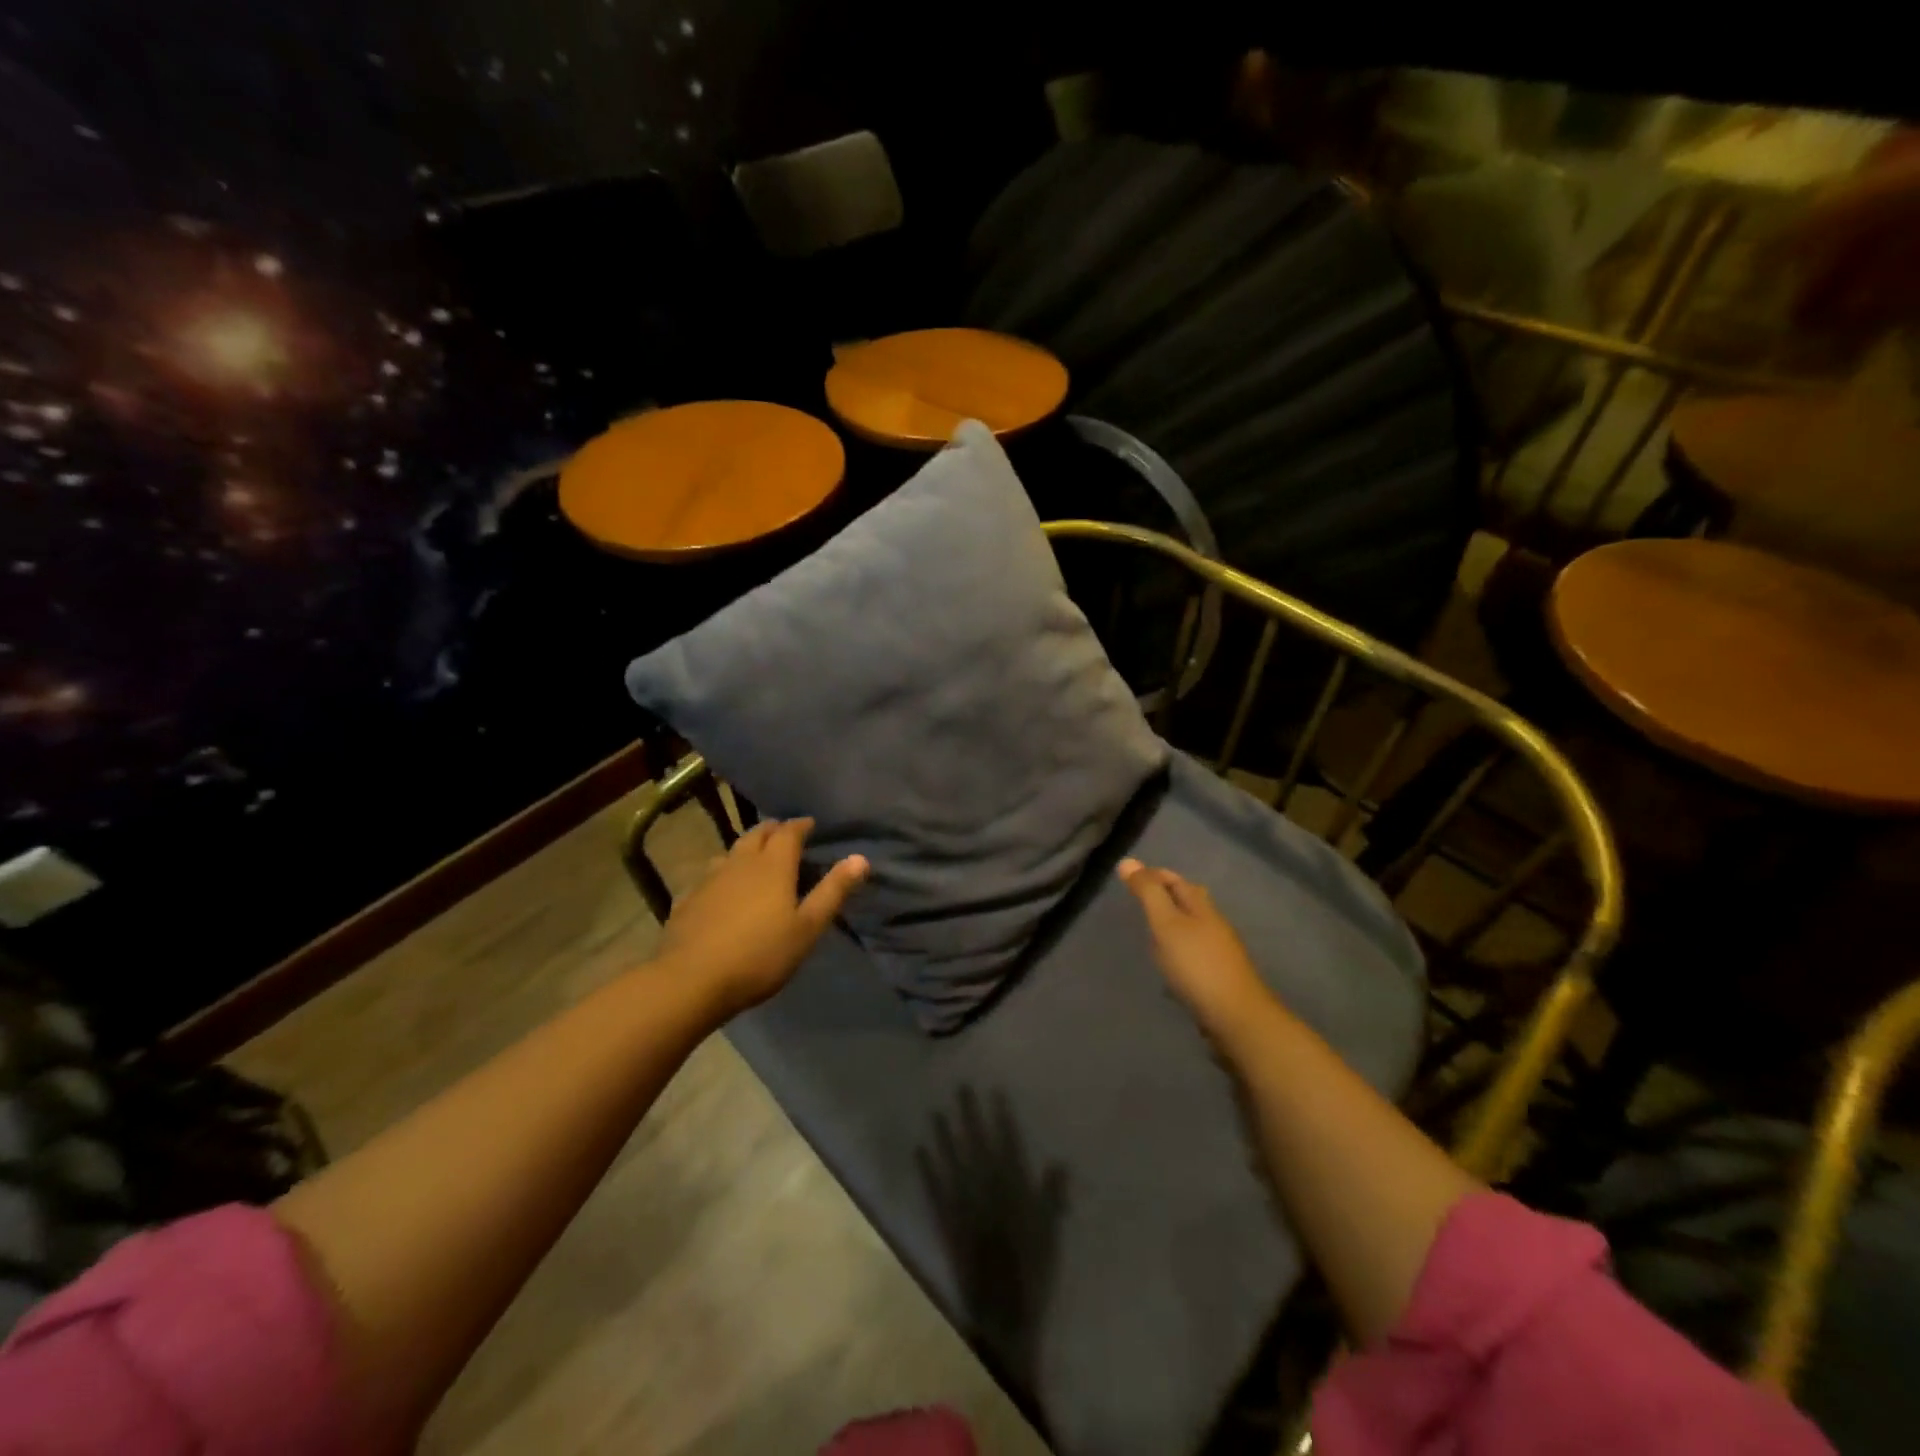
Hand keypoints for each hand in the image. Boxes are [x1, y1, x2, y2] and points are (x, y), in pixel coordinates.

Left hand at [658, 818, 867, 1017]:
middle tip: (785, 835)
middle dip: (773, 830)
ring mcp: (710, 879)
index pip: (789, 832)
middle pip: (757, 834)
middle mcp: (740, 862)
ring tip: (755, 858)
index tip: (810, 825)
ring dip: (747, 849)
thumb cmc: (760, 955)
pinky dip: (723, 873)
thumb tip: (860, 858)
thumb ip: (833, 891)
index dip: (801, 825)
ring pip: (731, 852)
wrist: (691, 980)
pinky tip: (722, 889)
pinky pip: (709, 875)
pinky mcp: (688, 899)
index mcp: (773, 865)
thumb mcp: (807, 928)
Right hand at [1118, 858, 1271, 1036]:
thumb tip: (1127, 861)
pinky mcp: (1218, 975)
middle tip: (1139, 900)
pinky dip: (1178, 948)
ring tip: (1149, 930)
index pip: (1175, 880)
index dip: (1154, 875)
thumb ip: (1148, 893)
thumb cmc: (1196, 965)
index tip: (1130, 877)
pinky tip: (1168, 962)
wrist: (1235, 1016)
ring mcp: (1219, 950)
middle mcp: (1213, 923)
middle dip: (1166, 895)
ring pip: (1192, 926)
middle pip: (1188, 900)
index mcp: (1201, 906)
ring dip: (1172, 923)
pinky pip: (1194, 951)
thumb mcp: (1166, 924)